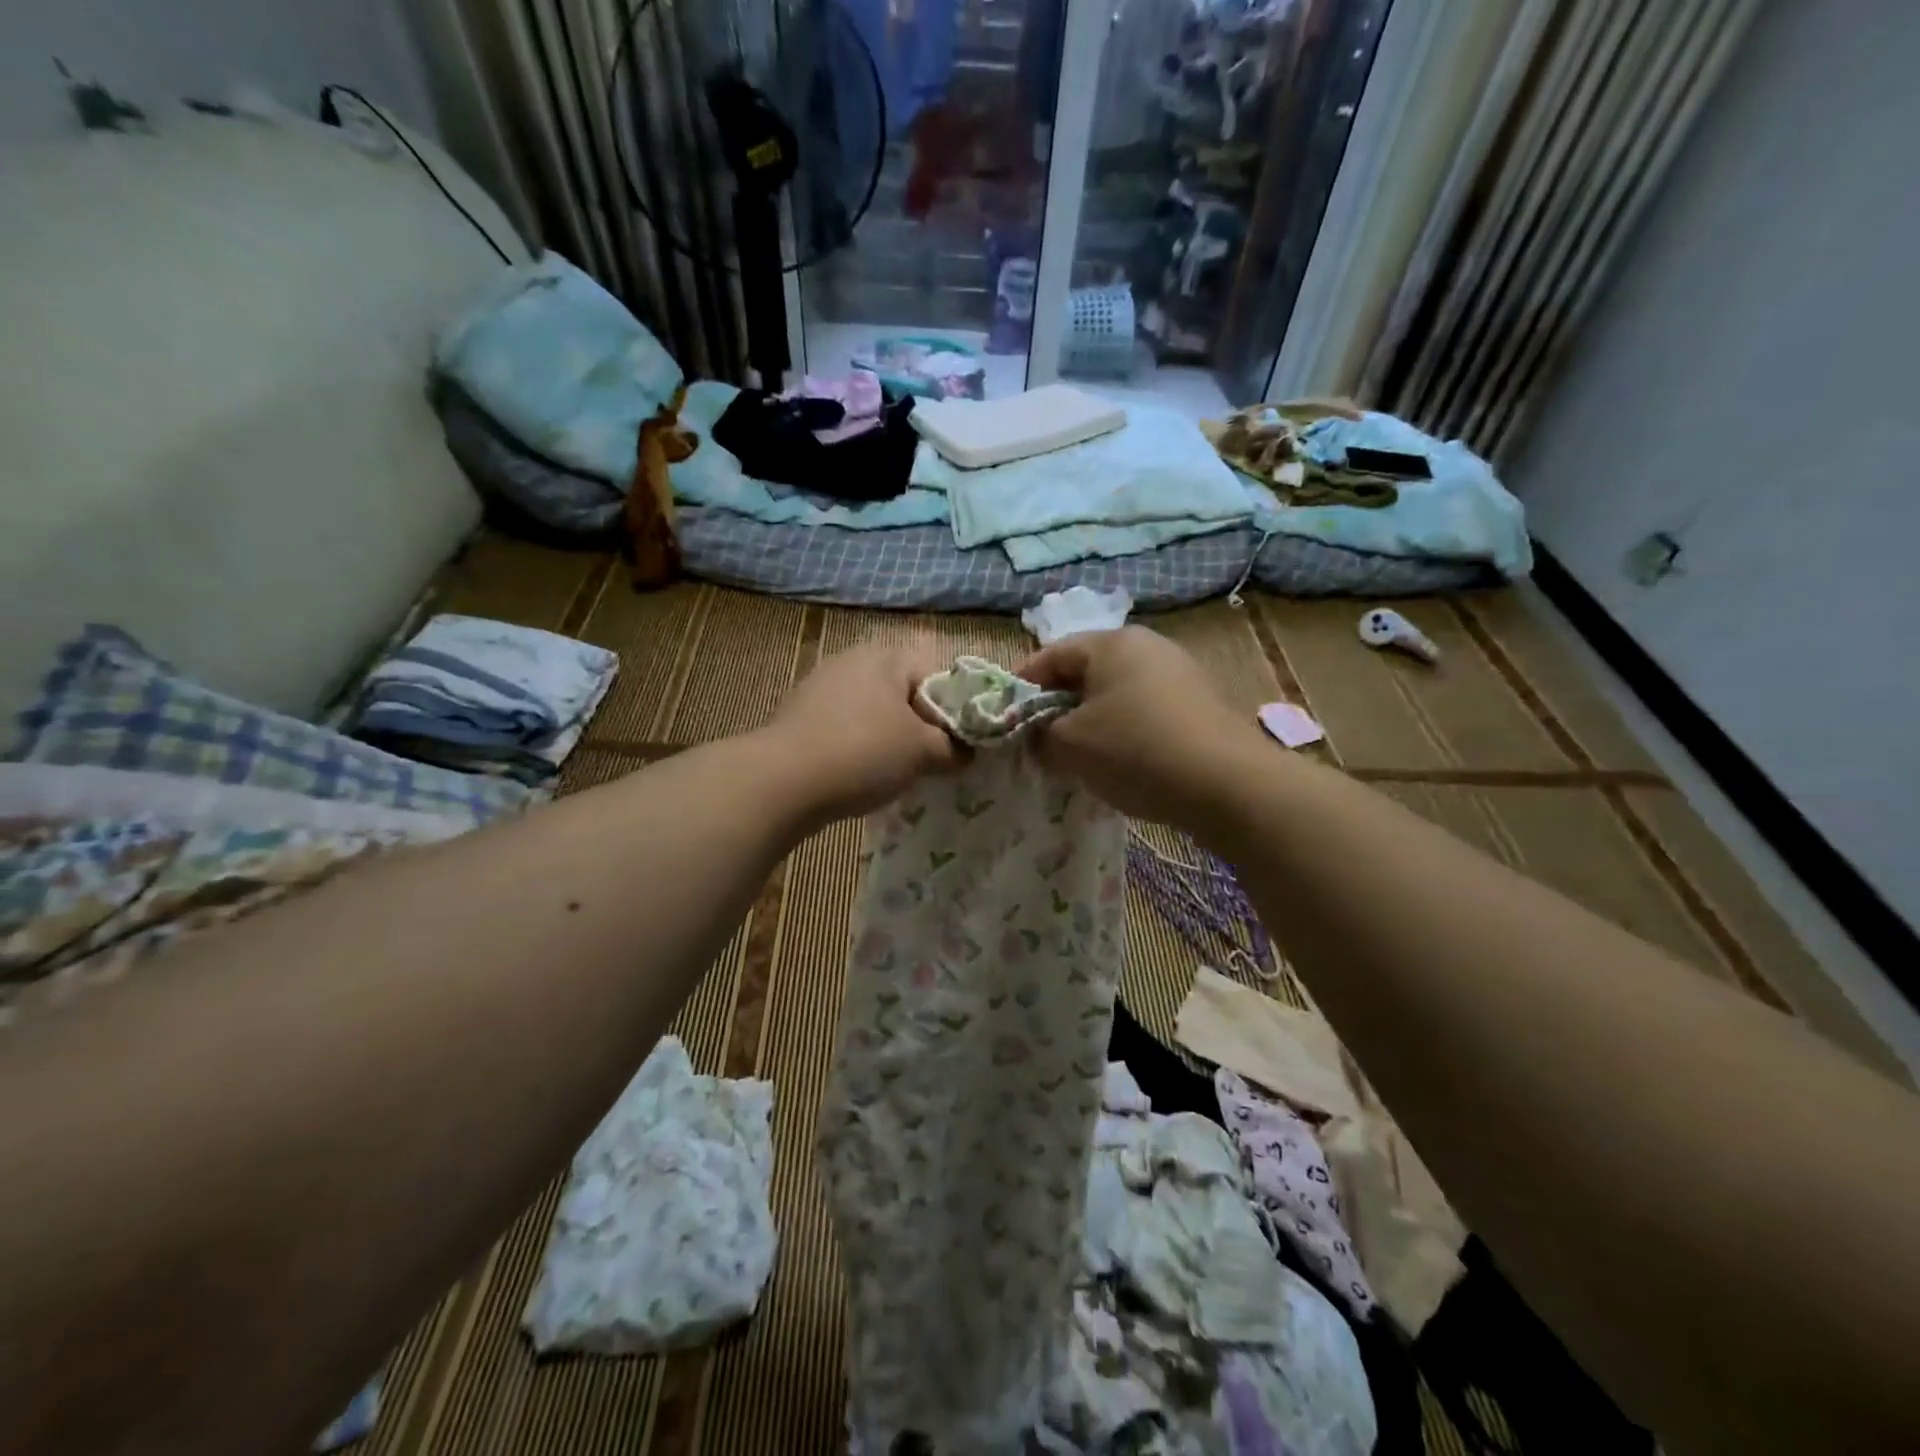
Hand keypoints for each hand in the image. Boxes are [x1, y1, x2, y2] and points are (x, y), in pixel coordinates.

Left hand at [761, 644, 961, 824]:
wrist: (782, 781)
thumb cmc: (864, 753)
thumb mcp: (923, 752)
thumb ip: (954, 748)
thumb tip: (965, 752)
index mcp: (886, 656)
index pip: (935, 674)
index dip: (950, 710)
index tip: (951, 746)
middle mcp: (852, 660)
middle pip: (902, 692)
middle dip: (917, 726)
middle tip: (925, 762)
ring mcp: (820, 685)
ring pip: (872, 711)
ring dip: (885, 738)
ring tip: (890, 773)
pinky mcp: (798, 713)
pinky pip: (842, 726)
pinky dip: (855, 746)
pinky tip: (855, 774)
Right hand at [1016, 627, 1261, 825]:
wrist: (1226, 784)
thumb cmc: (1134, 751)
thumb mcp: (1070, 745)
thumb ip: (1039, 735)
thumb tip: (1038, 737)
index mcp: (1111, 644)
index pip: (1050, 655)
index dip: (1021, 686)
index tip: (1005, 719)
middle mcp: (1147, 647)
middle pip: (1085, 672)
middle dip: (1056, 706)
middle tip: (1038, 741)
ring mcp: (1178, 674)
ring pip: (1115, 694)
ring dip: (1090, 721)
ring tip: (1076, 757)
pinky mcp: (1198, 704)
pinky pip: (1143, 711)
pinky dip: (1122, 731)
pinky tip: (1119, 763)